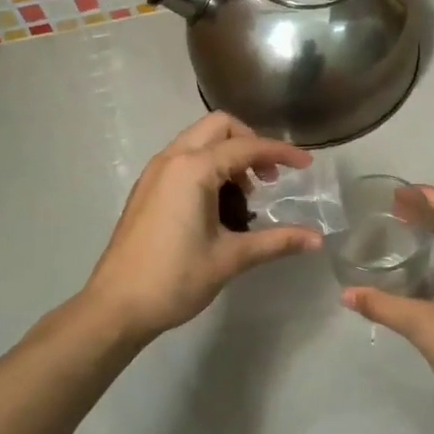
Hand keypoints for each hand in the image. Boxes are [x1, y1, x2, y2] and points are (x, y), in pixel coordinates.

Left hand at [82, 113, 322, 341]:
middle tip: (269, 178)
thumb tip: (317, 239)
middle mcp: (172, 159)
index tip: (307, 166)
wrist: (116, 306)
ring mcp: (155, 172)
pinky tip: (218, 206)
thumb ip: (276, 241)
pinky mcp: (147, 188)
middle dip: (251, 143)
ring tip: (246, 197)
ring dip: (228, 155)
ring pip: (199, 141)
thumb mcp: (230, 258)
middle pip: (219, 127)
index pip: (247, 147)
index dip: (281, 153)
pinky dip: (208, 166)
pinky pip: (184, 159)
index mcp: (193, 169)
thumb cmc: (175, 279)